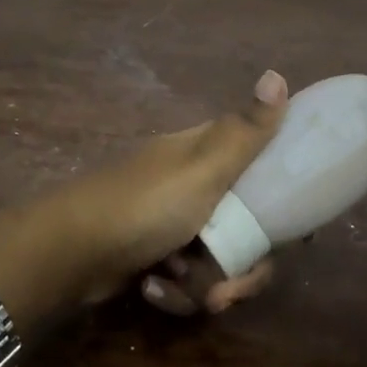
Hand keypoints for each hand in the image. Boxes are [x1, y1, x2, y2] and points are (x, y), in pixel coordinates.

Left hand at [47, 69, 287, 314]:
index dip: (282, 199)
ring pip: (220, 260)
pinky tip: (153, 291)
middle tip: (228, 289)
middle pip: (247, 227)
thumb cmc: (145, 204)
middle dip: (242, 266)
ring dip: (207, 284)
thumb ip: (245, 131)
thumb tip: (277, 73)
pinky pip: (188, 279)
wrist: (71, 252)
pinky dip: (176, 290)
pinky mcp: (156, 255)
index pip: (263, 166)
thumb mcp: (203, 168)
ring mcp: (174, 221)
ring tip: (187, 292)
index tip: (295, 234)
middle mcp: (195, 182)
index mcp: (208, 153)